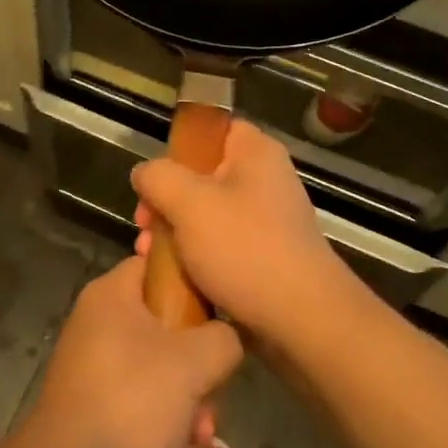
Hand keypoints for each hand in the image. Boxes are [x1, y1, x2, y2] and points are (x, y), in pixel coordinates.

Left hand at [25, 255, 242, 447]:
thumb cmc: (130, 404)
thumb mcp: (192, 363)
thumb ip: (223, 338)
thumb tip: (228, 337)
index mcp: (112, 296)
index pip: (157, 264)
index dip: (193, 280)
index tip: (223, 309)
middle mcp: (101, 326)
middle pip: (169, 326)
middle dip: (201, 368)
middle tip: (214, 395)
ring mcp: (99, 371)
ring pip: (163, 373)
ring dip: (192, 407)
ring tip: (202, 438)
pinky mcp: (101, 411)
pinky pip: (146, 408)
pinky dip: (169, 431)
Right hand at [132, 120, 361, 346]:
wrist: (302, 319)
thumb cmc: (245, 249)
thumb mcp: (189, 203)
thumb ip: (158, 177)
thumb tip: (145, 173)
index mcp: (255, 152)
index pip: (213, 128)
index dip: (179, 147)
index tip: (154, 176)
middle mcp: (264, 179)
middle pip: (202, 174)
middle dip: (166, 199)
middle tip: (144, 223)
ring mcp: (267, 219)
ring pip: (207, 213)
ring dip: (174, 230)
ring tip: (149, 255)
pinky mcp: (265, 255)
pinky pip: (220, 243)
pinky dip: (195, 254)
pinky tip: (172, 274)